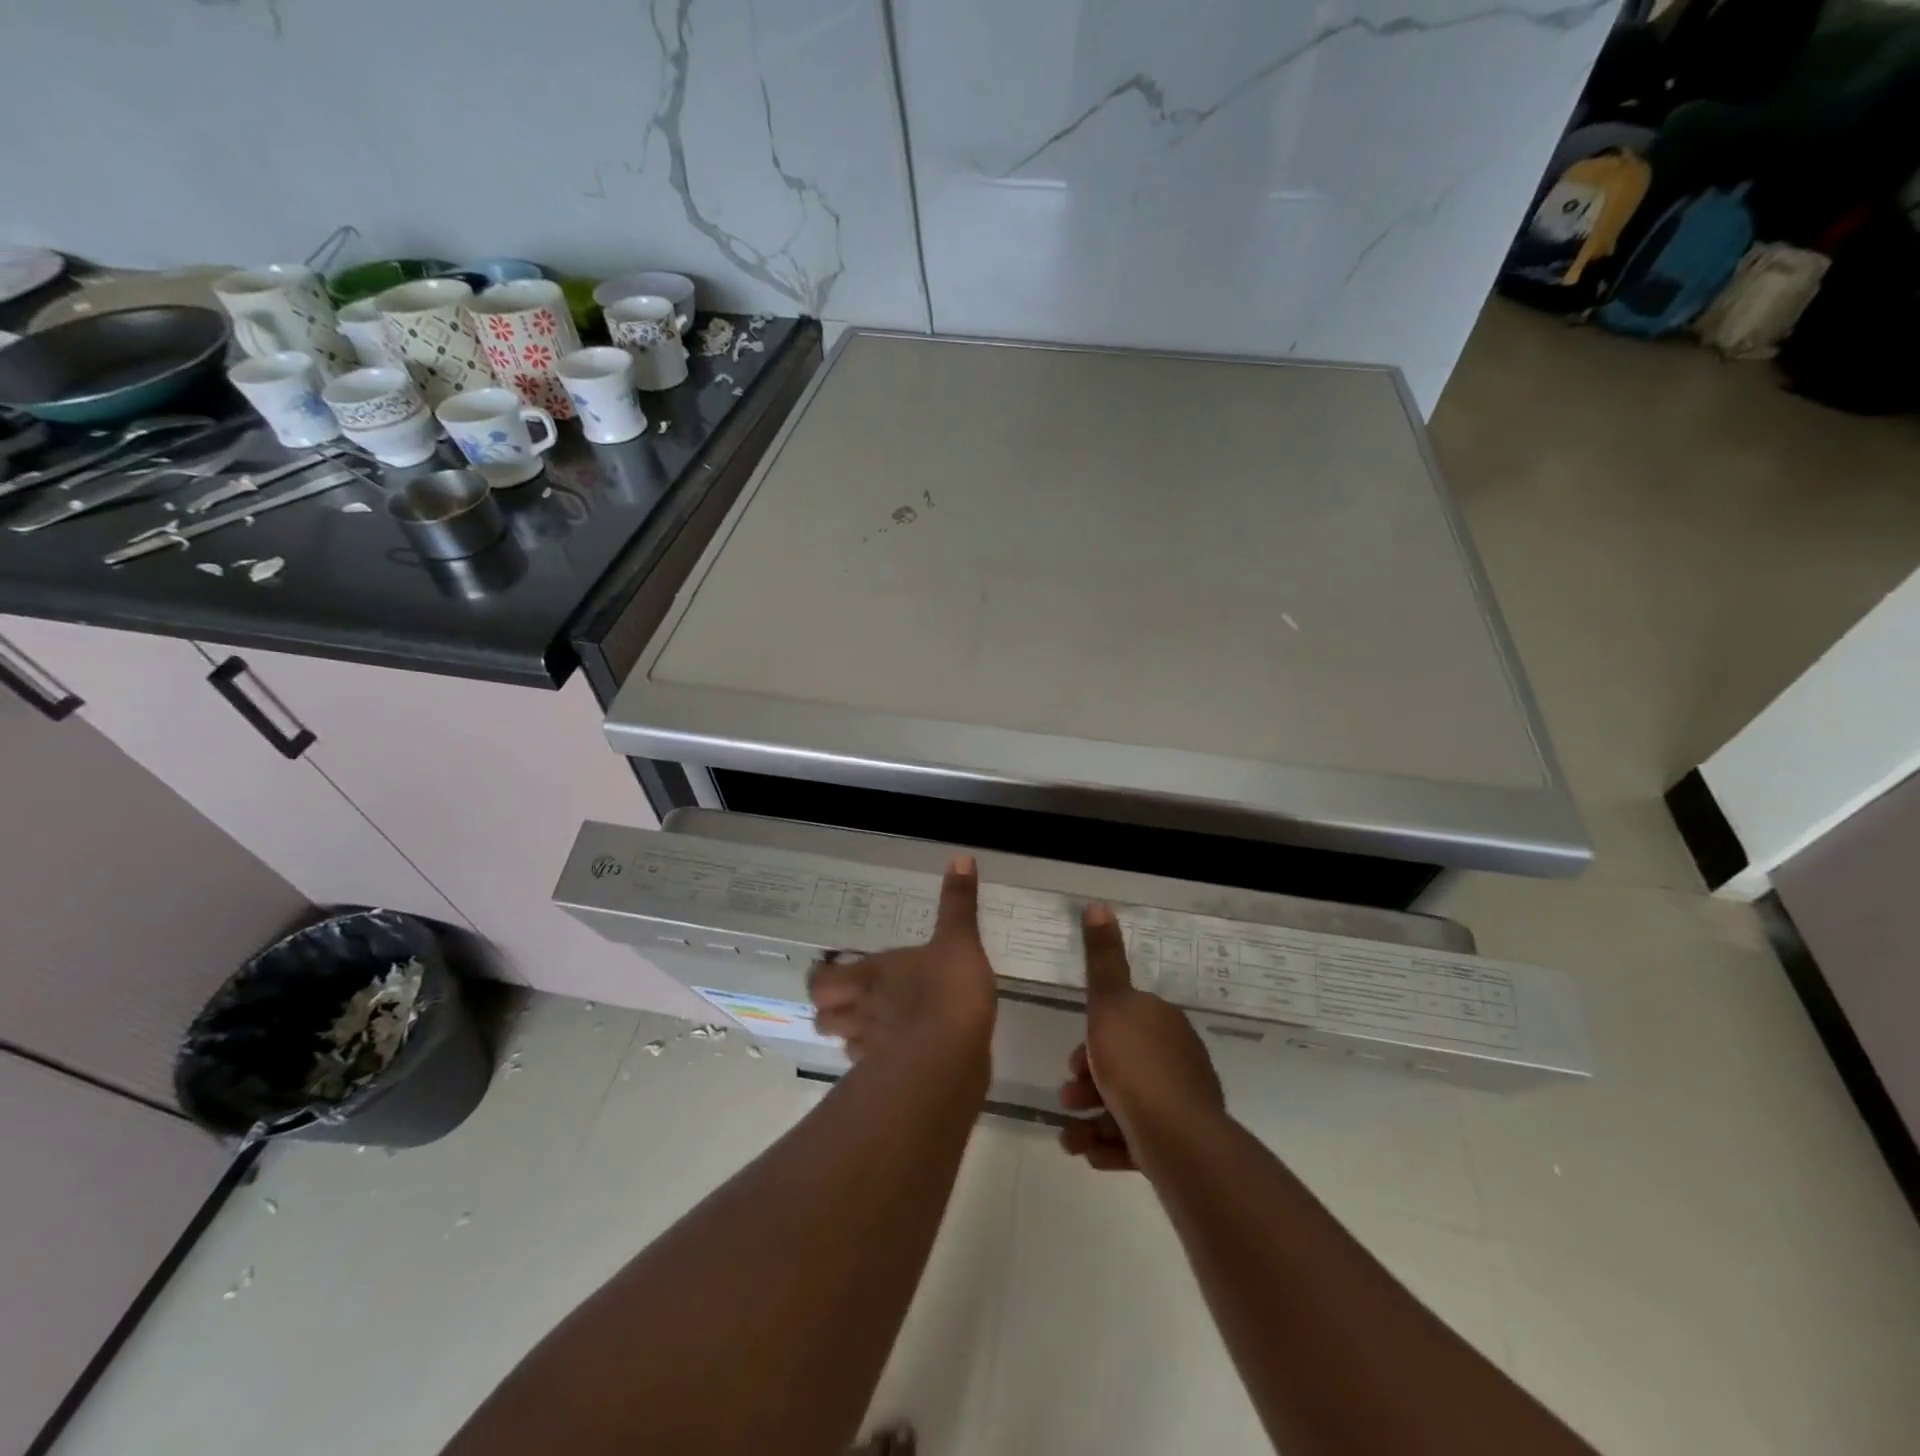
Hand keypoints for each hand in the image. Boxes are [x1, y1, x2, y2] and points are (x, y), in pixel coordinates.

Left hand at [808, 856, 995, 1065]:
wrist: (952, 1058)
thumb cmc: (948, 990)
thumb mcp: (959, 939)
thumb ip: (958, 903)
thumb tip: (960, 857)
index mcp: (871, 976)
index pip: (822, 983)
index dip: (821, 980)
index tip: (830, 973)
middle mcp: (863, 1013)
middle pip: (824, 1020)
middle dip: (832, 1014)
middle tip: (850, 1004)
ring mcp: (874, 1051)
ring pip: (847, 1047)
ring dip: (854, 1039)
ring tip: (874, 1031)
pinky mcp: (894, 1082)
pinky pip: (875, 1074)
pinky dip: (881, 1067)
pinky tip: (901, 1059)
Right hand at [1059, 902, 1225, 1171]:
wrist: (1178, 1140)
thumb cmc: (1135, 1066)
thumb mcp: (1110, 1002)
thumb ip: (1102, 958)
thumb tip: (1099, 903)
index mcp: (1162, 1022)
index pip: (1123, 1021)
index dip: (1093, 1038)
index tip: (1073, 1060)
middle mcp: (1176, 1057)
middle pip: (1122, 1064)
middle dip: (1088, 1082)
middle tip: (1068, 1097)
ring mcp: (1181, 1102)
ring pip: (1126, 1104)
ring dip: (1091, 1117)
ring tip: (1070, 1137)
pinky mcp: (1181, 1142)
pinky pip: (1137, 1139)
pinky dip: (1110, 1143)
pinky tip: (1089, 1152)